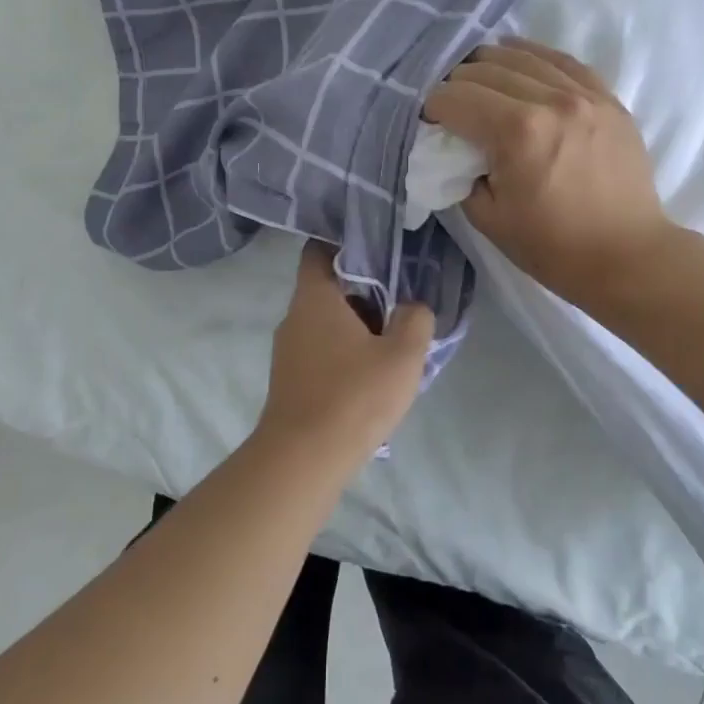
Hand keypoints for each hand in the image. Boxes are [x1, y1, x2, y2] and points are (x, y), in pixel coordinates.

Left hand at [256, 242, 434, 459]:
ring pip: (326, 324)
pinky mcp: (289, 380)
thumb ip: (415, 320)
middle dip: (364, 293)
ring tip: (392, 343)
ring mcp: (287, 351)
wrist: (303, 459)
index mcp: (314, 298)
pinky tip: (370, 377)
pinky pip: (321, 352)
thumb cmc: (354, 396)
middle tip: (400, 303)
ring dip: (357, 328)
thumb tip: (412, 308)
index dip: (347, 244)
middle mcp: (294, 317)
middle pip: (329, 289)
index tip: (378, 251)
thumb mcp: (403, 355)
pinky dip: (344, 354)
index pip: (319, 250)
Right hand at [423, 39, 673, 307]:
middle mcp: (550, 99)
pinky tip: (518, 61)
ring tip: (479, 84)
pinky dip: (533, 58)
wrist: (626, 256)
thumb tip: (455, 147)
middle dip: (457, 86)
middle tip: (452, 110)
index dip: (433, 108)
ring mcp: (584, 94)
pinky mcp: (607, 98)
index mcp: (517, 131)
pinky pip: (562, 60)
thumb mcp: (488, 218)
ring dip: (490, 66)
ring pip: (522, 56)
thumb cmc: (552, 247)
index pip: (455, 97)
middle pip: (484, 69)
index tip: (430, 124)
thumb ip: (462, 173)